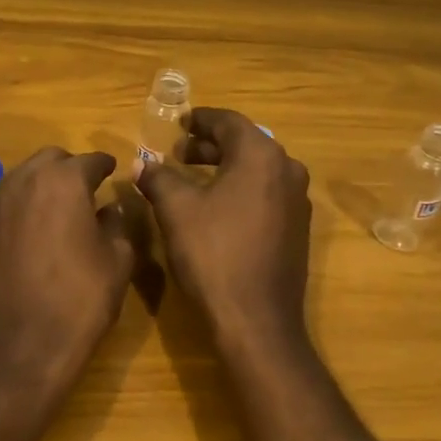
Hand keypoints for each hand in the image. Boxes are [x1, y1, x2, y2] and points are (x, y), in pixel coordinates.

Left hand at [0, 149, 136, 386]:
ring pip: (24, 177)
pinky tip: (36, 231)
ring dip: (44, 184)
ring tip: (62, 209)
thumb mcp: (117, 260)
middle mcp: (24, 181)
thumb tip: (110, 207)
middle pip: (51, 159)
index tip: (113, 172)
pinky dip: (24, 206)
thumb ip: (117, 223)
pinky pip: (7, 202)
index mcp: (64, 181)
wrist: (21, 345)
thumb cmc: (80, 299)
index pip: (90, 160)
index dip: (106, 166)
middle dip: (71, 169)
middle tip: (88, 190)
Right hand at [135, 108, 312, 348]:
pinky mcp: (297, 228)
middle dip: (210, 146)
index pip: (228, 122)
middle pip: (246, 144)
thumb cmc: (214, 254)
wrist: (256, 320)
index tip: (178, 124)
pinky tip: (217, 208)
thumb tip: (142, 164)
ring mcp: (298, 201)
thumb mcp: (176, 210)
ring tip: (192, 178)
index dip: (199, 120)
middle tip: (178, 153)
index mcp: (261, 156)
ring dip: (225, 168)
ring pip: (257, 170)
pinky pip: (267, 193)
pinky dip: (241, 189)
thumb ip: (158, 178)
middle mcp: (288, 170)